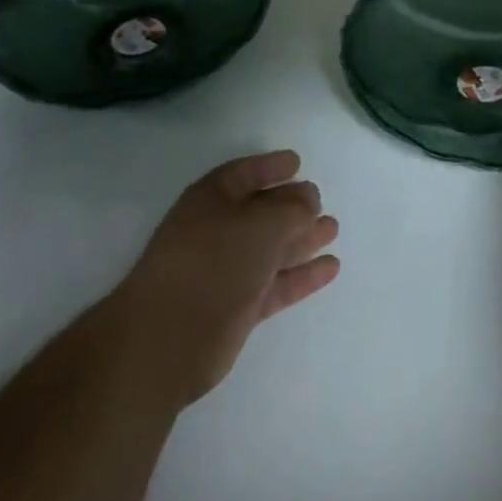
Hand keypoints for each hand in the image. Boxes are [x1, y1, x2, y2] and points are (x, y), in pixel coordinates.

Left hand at [113, 151, 339, 406]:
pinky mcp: (237, 308)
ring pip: (271, 248)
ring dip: (302, 238)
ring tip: (333, 229)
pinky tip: (331, 268)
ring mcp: (226, 271)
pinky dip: (301, 275)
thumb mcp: (261, 222)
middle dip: (291, 206)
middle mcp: (217, 230)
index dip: (270, 166)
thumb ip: (292, 207)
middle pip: (260, 211)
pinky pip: (275, 282)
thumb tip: (309, 198)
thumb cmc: (213, 262)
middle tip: (322, 202)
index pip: (245, 173)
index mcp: (212, 199)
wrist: (168, 338)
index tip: (297, 162)